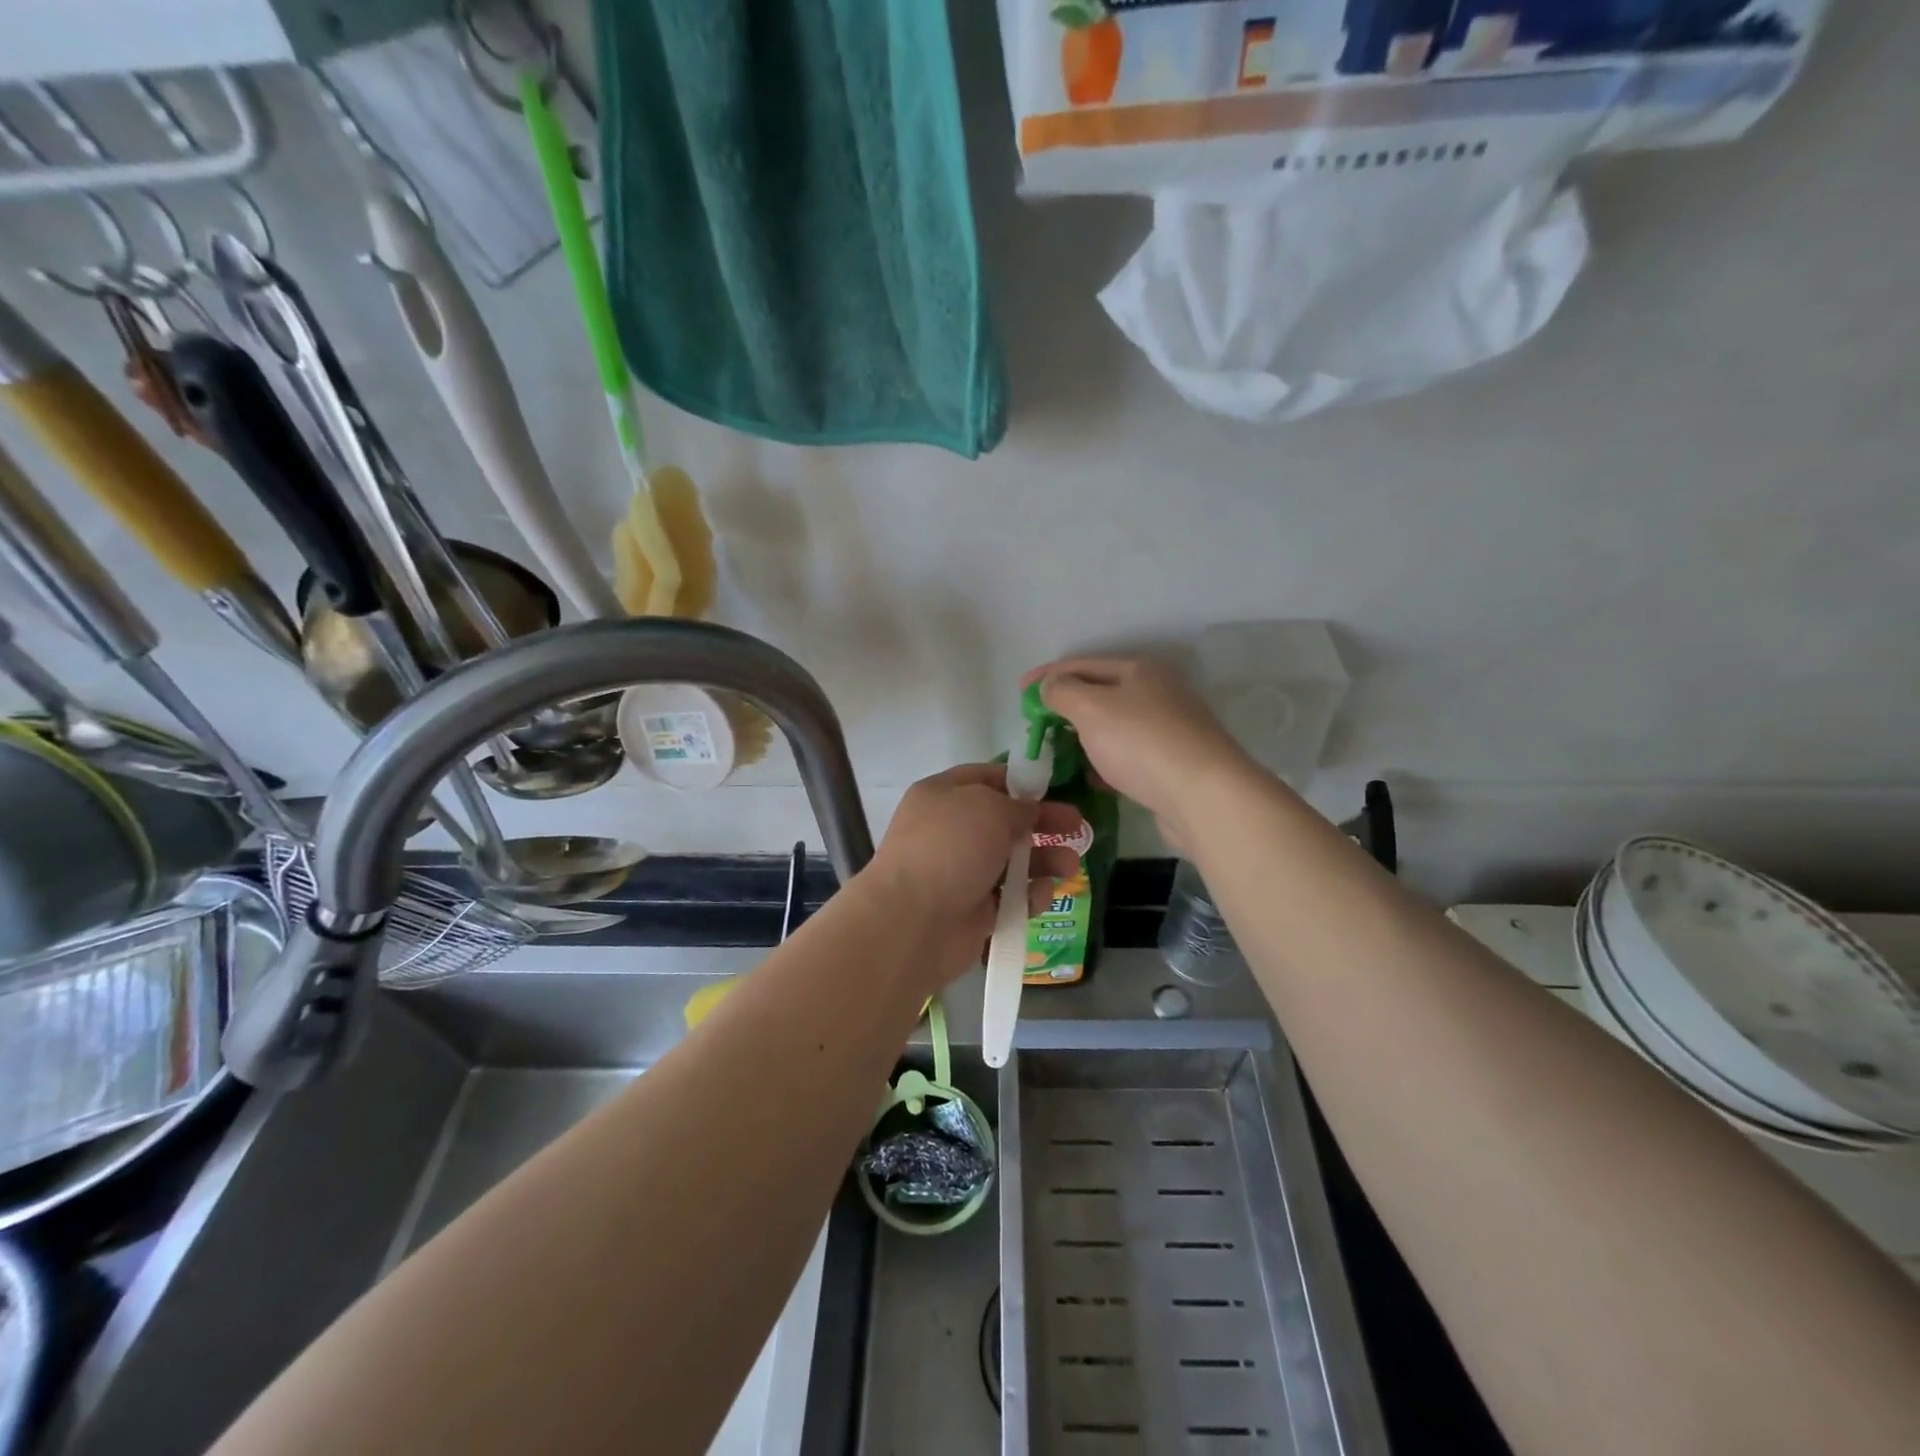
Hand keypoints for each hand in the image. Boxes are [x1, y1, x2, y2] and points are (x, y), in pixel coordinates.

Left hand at [862, 763, 1083, 990]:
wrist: (914, 921)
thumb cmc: (950, 848)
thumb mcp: (989, 808)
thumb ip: (1018, 805)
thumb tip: (1029, 812)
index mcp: (943, 795)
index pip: (988, 778)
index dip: (1022, 783)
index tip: (1056, 790)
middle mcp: (951, 830)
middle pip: (1006, 821)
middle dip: (1044, 824)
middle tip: (1079, 829)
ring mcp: (962, 872)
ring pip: (1014, 861)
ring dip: (1045, 861)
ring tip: (1069, 866)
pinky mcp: (974, 910)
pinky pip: (1010, 897)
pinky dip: (1029, 896)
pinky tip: (1041, 895)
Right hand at [1028, 655, 1255, 853]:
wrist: (1203, 796)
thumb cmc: (1141, 743)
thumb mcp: (1091, 709)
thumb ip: (1063, 692)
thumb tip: (1050, 686)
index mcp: (1140, 670)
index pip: (1082, 664)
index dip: (1047, 676)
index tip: (1019, 692)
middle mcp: (1158, 693)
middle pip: (1101, 694)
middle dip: (1066, 707)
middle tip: (1037, 724)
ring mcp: (1170, 729)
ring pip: (1115, 727)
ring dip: (1085, 736)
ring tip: (1058, 751)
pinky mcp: (1174, 764)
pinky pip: (1129, 755)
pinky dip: (1106, 761)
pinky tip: (1092, 777)